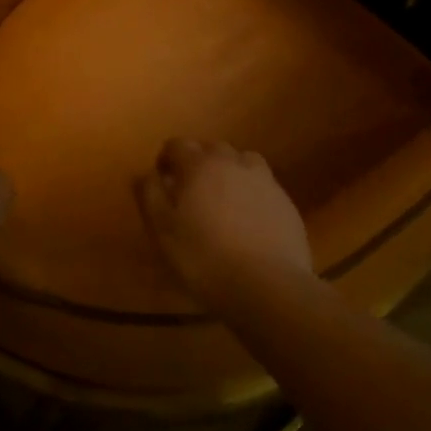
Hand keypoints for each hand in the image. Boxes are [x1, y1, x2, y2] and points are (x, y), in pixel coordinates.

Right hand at [134, 139, 312, 313]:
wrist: (268, 285)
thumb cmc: (205, 259)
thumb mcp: (164, 232)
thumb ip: (151, 196)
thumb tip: (145, 173)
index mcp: (200, 165)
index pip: (178, 144)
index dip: (166, 158)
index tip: (162, 179)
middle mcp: (233, 162)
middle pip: (211, 149)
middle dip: (197, 162)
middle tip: (190, 191)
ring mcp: (263, 179)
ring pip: (241, 161)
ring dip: (228, 171)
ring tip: (222, 198)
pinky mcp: (284, 200)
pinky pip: (262, 184)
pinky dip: (251, 191)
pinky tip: (249, 217)